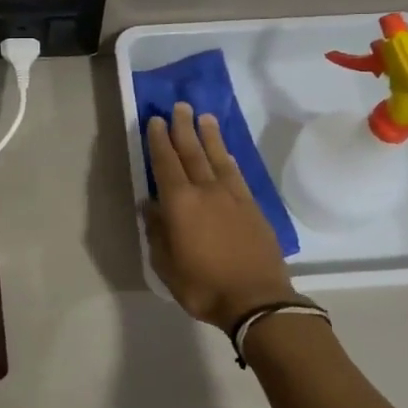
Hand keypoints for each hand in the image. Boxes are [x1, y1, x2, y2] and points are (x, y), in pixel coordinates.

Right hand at [145, 103, 303, 331]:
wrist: (257, 300)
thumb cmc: (203, 286)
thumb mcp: (166, 265)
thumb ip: (157, 232)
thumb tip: (150, 205)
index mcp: (180, 204)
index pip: (166, 163)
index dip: (159, 141)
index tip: (155, 120)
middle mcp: (206, 191)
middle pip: (192, 152)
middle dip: (183, 128)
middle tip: (179, 106)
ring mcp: (232, 196)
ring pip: (217, 157)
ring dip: (209, 136)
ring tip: (204, 117)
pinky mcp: (252, 206)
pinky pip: (236, 174)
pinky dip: (228, 158)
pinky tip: (225, 152)